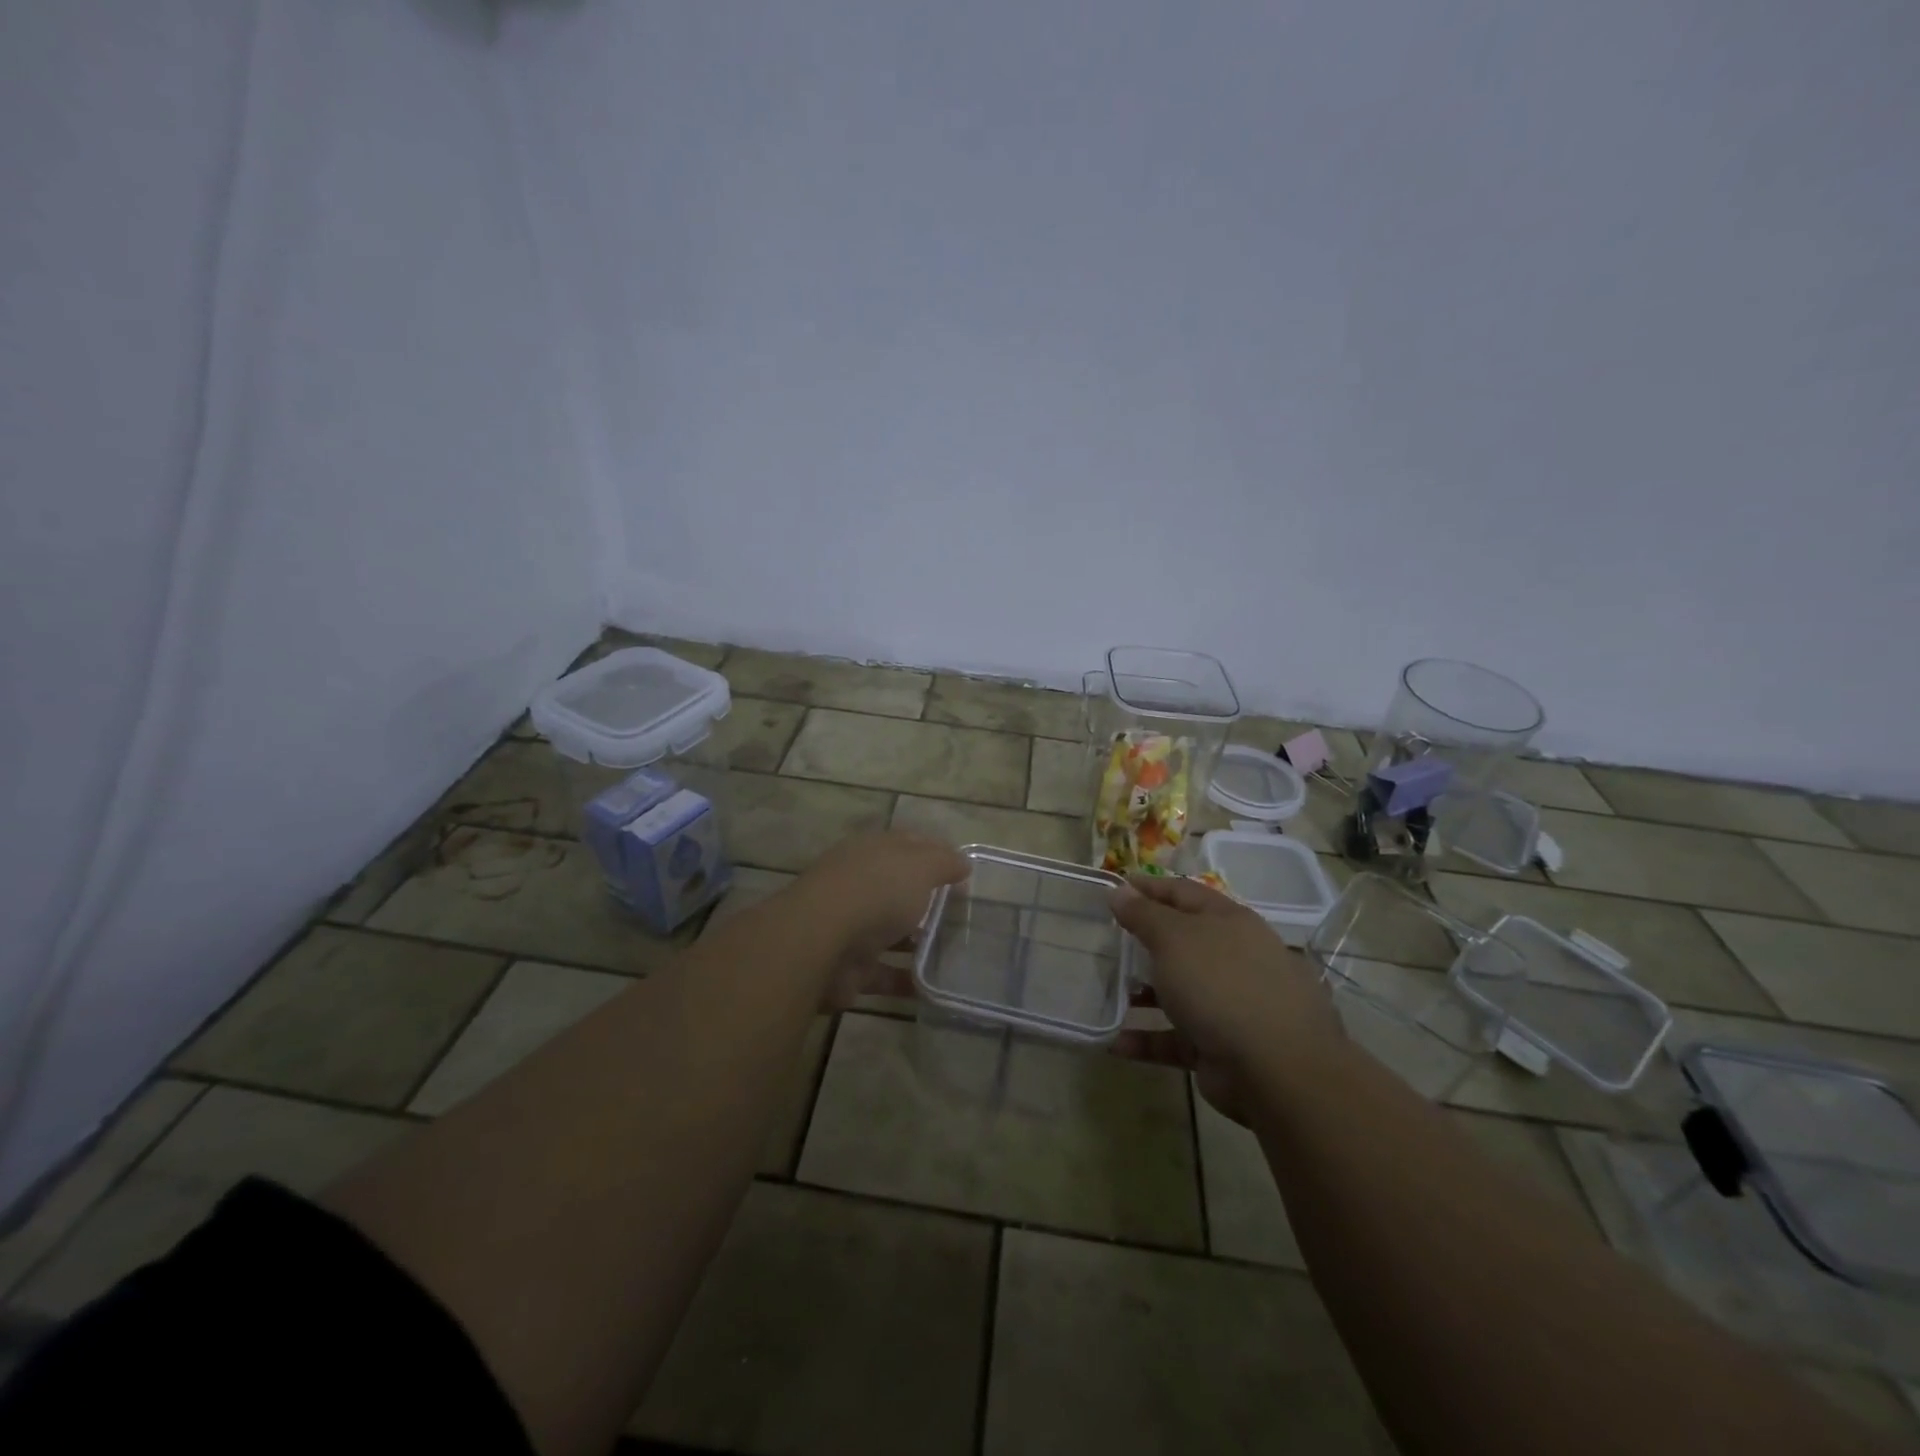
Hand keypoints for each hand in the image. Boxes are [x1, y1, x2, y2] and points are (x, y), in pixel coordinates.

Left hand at [793, 828, 968, 966]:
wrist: (821, 942)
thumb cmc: (876, 890)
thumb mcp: (921, 865)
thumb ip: (944, 862)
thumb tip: (962, 863)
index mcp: (873, 851)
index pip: (909, 844)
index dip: (936, 852)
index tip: (964, 871)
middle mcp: (860, 884)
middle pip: (898, 888)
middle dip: (927, 900)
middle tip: (963, 914)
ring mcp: (852, 926)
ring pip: (891, 931)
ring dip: (917, 942)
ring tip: (955, 952)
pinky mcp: (850, 966)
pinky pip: (885, 972)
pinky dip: (907, 980)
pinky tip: (936, 989)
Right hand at [1110, 874, 1338, 1122]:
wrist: (1277, 1069)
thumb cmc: (1221, 984)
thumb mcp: (1174, 938)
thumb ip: (1144, 914)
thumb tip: (1120, 890)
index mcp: (1229, 922)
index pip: (1183, 892)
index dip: (1149, 887)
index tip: (1114, 887)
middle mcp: (1234, 958)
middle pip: (1183, 941)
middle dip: (1145, 941)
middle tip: (1107, 940)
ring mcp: (1231, 1004)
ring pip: (1179, 990)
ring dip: (1143, 992)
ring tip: (1106, 992)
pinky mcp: (1221, 1046)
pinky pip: (1176, 1037)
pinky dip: (1147, 1039)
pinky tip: (1115, 1043)